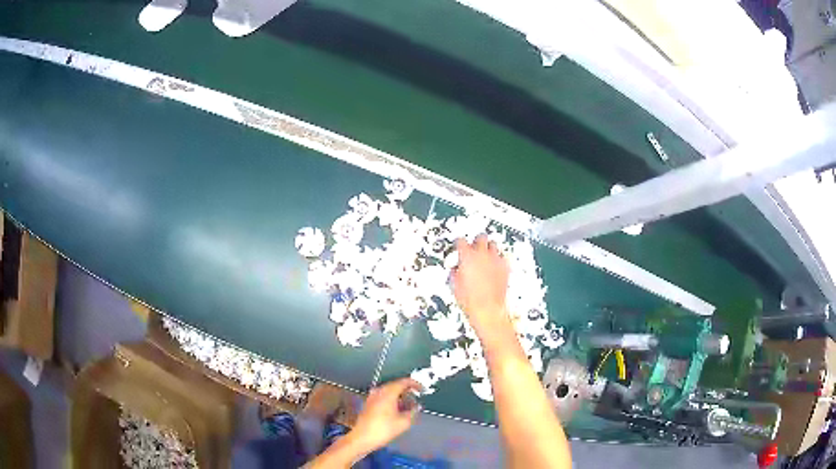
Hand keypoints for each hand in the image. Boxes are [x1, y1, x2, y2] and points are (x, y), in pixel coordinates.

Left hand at [351, 378, 422, 451]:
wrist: (362, 438)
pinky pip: (383, 397)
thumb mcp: (404, 422)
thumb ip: (413, 412)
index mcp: (388, 392)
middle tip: (416, 398)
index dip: (415, 384)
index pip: (404, 382)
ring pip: (389, 392)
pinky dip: (391, 400)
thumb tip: (416, 407)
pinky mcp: (368, 404)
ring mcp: (372, 397)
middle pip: (396, 386)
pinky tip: (396, 410)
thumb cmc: (384, 429)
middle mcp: (379, 391)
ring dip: (399, 396)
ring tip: (408, 406)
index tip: (422, 390)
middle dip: (407, 391)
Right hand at [453, 235, 511, 336]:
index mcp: (467, 256)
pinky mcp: (505, 267)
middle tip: (474, 246)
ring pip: (493, 245)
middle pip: (480, 237)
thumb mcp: (455, 285)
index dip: (459, 243)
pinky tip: (495, 266)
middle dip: (477, 241)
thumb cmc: (471, 300)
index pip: (461, 241)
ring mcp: (496, 260)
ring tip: (485, 256)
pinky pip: (502, 257)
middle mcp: (482, 254)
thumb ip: (455, 271)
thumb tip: (456, 269)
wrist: (488, 309)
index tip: (459, 246)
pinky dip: (498, 260)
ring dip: (488, 248)